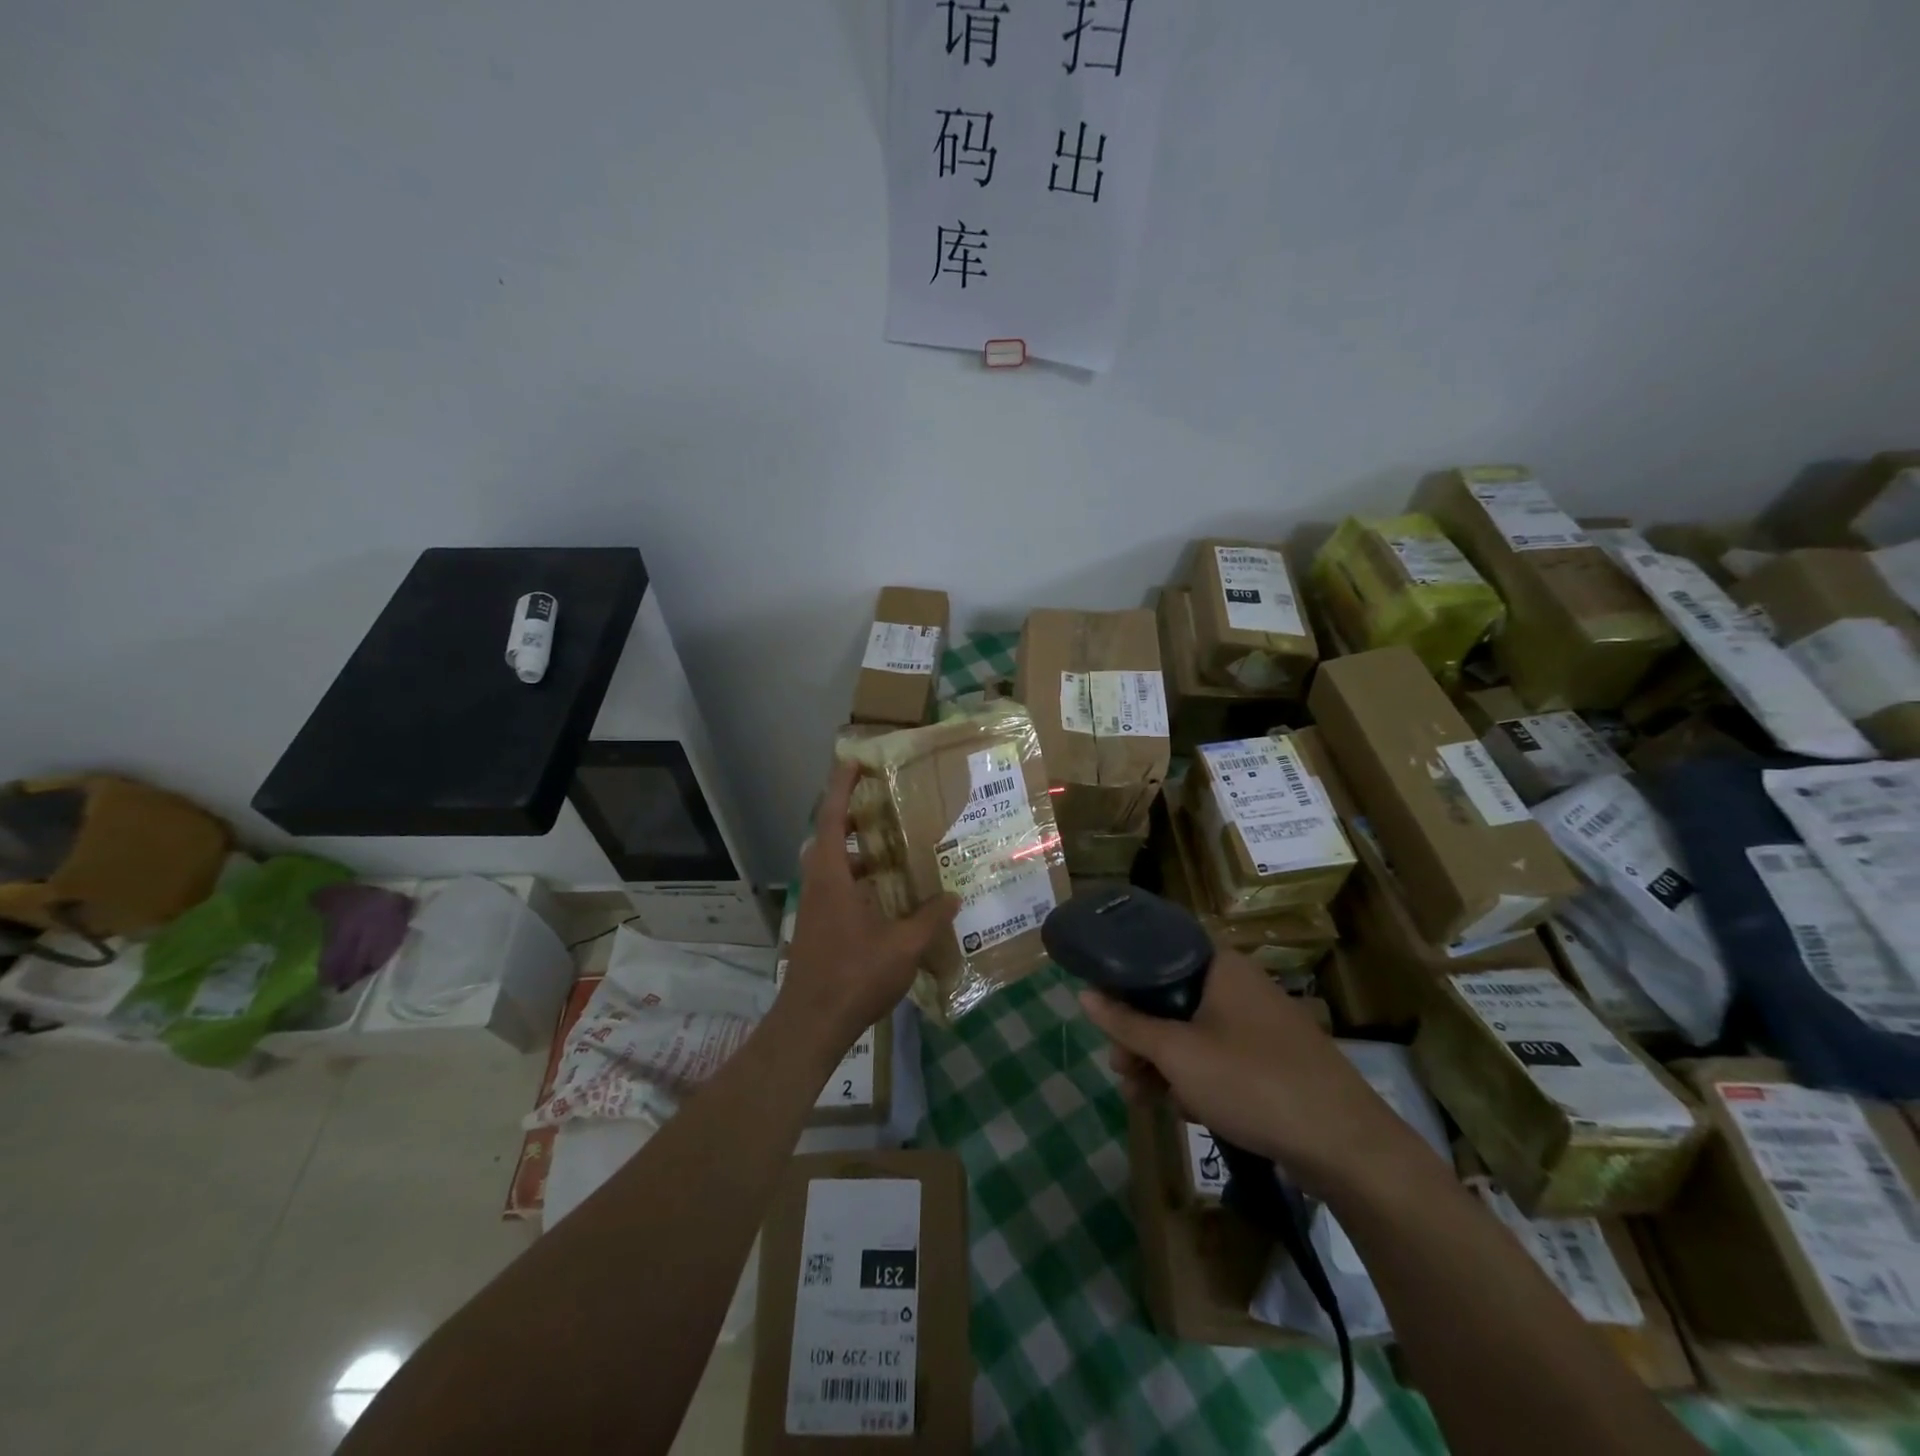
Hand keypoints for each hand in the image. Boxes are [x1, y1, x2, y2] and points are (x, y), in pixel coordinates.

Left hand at [780, 762, 958, 1053]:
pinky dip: (858, 879)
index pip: (832, 818)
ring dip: (857, 851)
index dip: (841, 786)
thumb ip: (930, 918)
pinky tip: (886, 895)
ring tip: (893, 846)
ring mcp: (814, 907)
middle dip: (853, 816)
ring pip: (832, 865)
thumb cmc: (854, 976)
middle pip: (829, 837)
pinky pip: (836, 887)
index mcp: (831, 877)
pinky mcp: (818, 927)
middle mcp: (818, 884)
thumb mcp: (903, 946)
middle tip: (884, 804)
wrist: (811, 1024)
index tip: (853, 761)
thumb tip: (954, 895)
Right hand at [1080, 949, 1427, 1197]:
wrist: (1345, 1145)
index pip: (1158, 954)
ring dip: (1163, 1062)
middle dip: (1141, 1036)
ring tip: (1141, 1097)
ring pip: (1194, 1032)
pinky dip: (1196, 1077)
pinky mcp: (1274, 1059)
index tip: (1103, 1014)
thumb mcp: (1176, 1053)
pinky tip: (1183, 1109)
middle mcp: (1240, 985)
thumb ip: (1127, 1024)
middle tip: (1120, 1070)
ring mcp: (1260, 1023)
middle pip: (1172, 998)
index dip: (1124, 982)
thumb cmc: (1251, 1081)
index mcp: (1220, 966)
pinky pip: (1220, 1056)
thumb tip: (1083, 994)